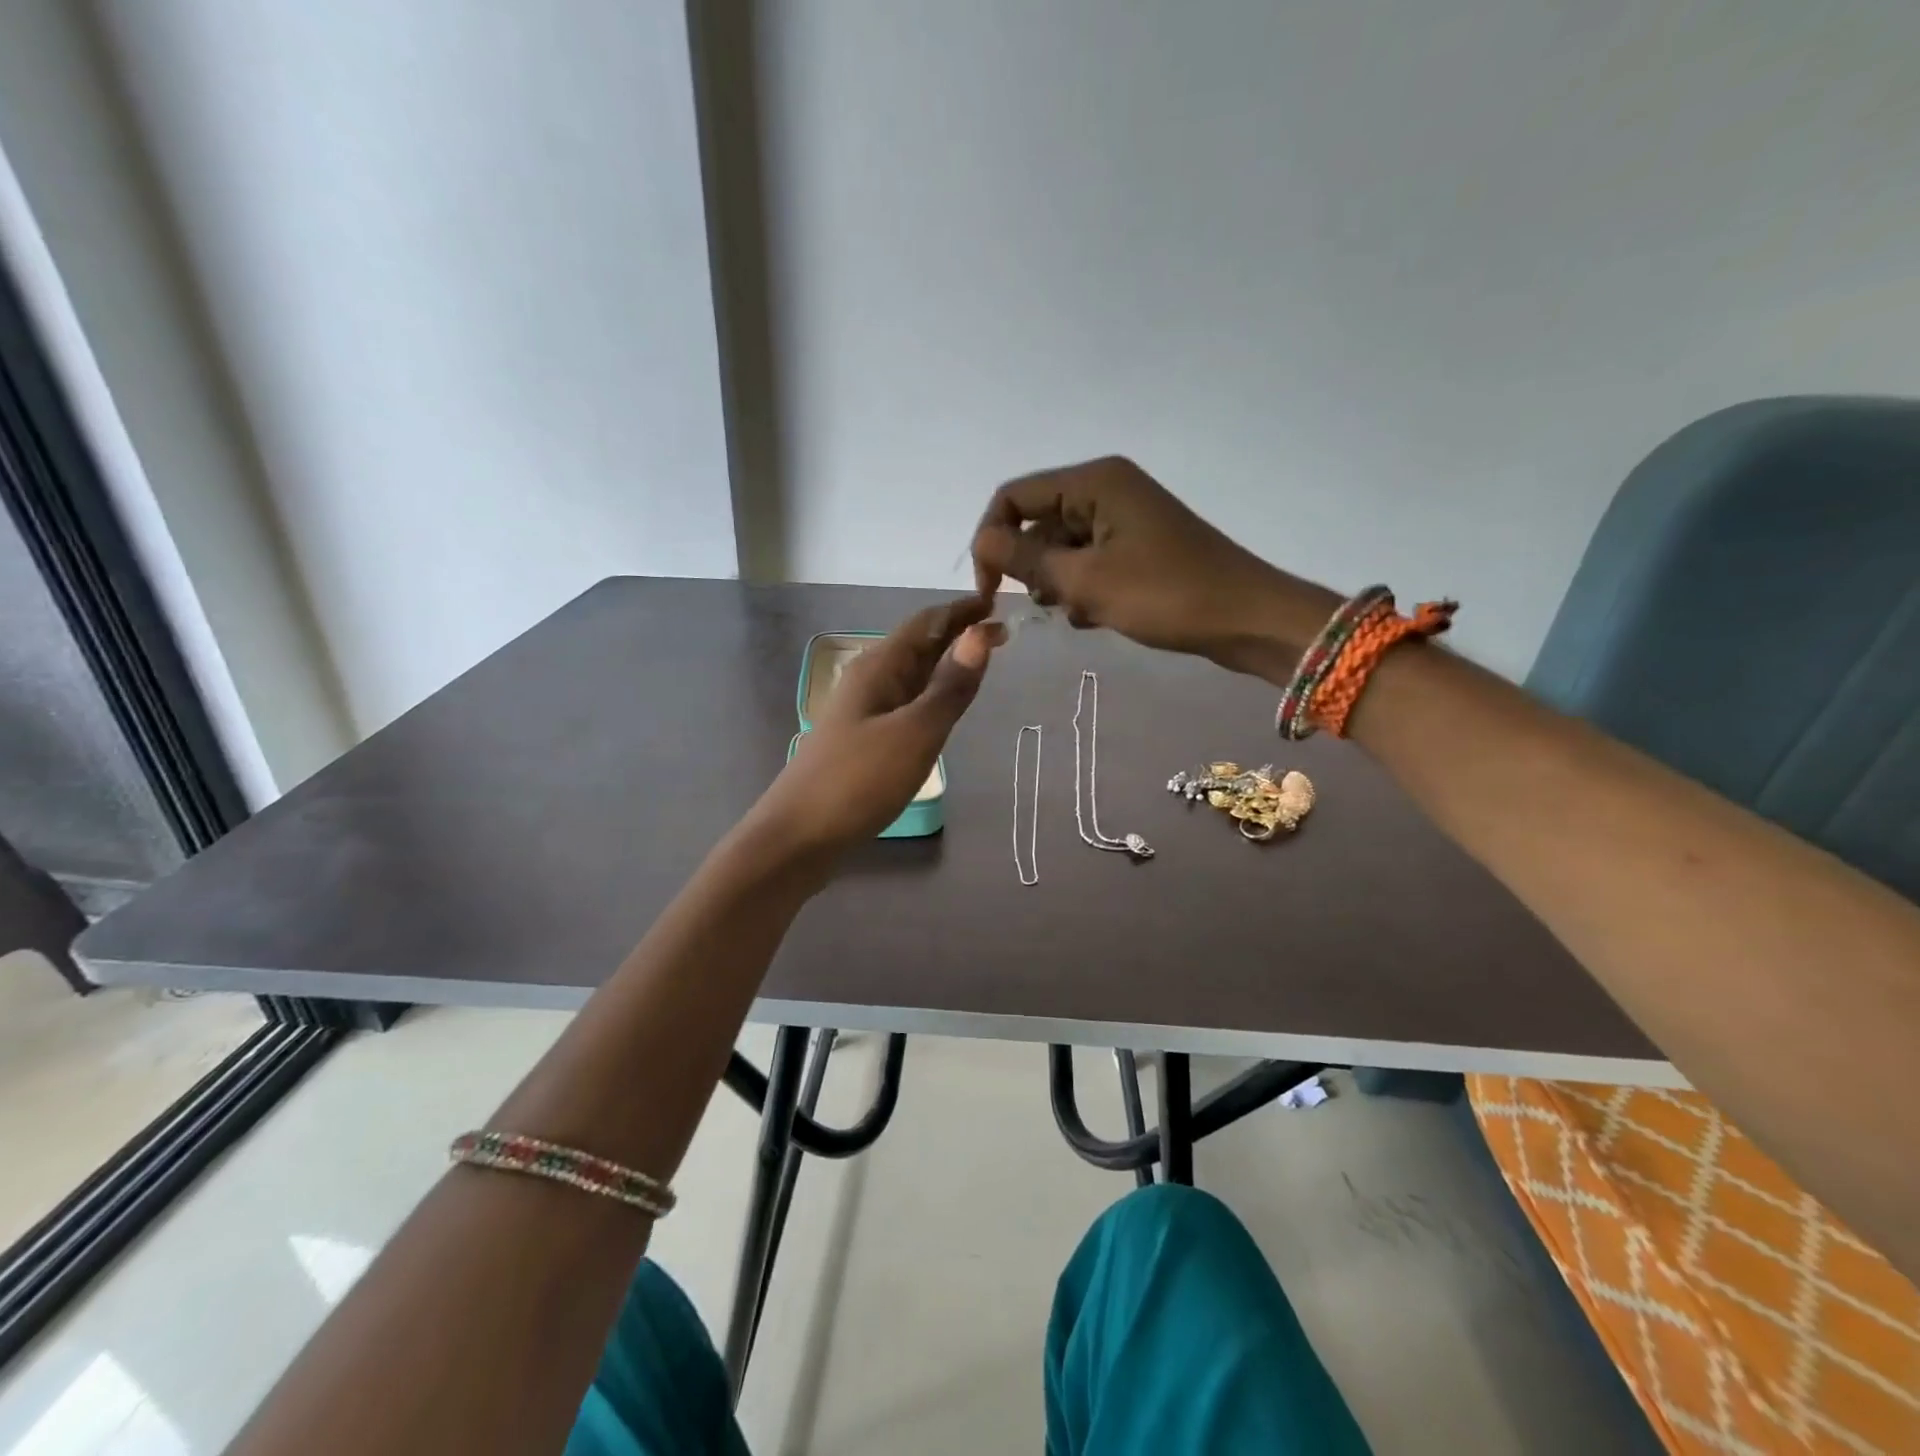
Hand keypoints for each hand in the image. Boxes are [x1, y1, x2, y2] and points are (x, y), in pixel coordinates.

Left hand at [751, 598, 1003, 856]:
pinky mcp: (862, 741)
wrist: (798, 837)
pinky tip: (941, 711)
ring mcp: (863, 712)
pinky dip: (930, 696)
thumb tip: (981, 633)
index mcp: (879, 668)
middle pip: (917, 645)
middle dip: (957, 636)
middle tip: (1001, 637)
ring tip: (980, 666)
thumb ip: (951, 687)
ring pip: (911, 676)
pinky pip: (904, 704)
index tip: (999, 604)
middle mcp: (869, 681)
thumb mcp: (915, 733)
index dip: (962, 610)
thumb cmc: (858, 781)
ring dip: (945, 665)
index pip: (926, 623)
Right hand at [970, 457, 1336, 675]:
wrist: (1246, 619)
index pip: (1013, 497)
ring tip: (1081, 612)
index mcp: (1094, 481)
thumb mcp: (1086, 581)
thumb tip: (982, 542)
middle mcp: (1106, 489)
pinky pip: (1088, 562)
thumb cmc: (1165, 595)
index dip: (991, 540)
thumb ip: (1026, 560)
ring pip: (1061, 547)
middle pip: (1038, 521)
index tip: (990, 590)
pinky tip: (1097, 616)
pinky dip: (1083, 589)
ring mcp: (1124, 518)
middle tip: (1048, 606)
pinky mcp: (1137, 546)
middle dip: (1031, 567)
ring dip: (1058, 583)